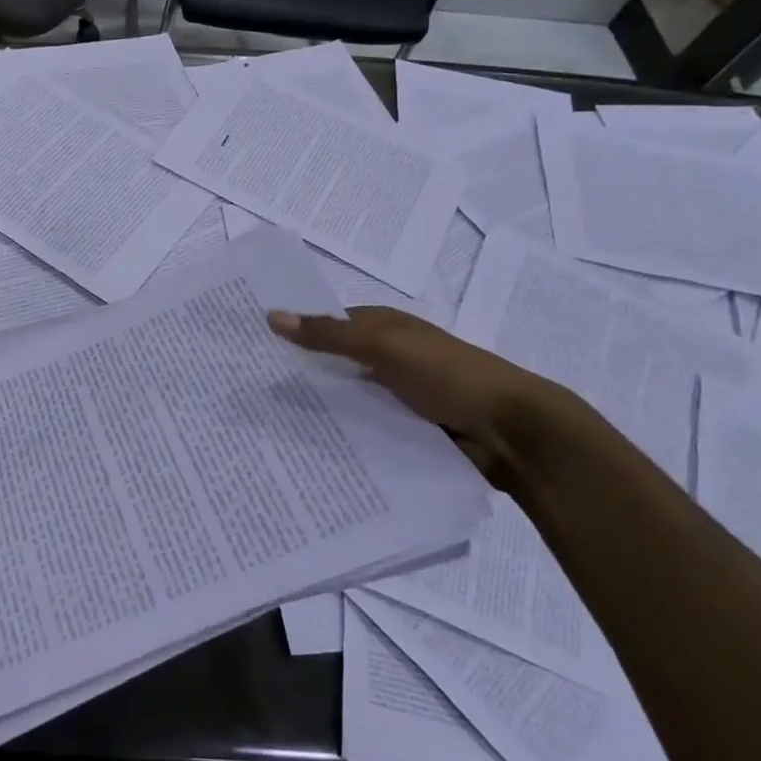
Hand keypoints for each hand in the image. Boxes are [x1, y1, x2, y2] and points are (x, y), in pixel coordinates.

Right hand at [267, 306, 562, 462]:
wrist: (512, 431)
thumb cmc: (448, 375)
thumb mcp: (384, 346)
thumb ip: (329, 334)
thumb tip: (272, 316)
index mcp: (385, 326)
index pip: (327, 323)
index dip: (294, 330)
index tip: (250, 346)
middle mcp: (388, 356)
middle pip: (334, 361)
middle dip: (299, 371)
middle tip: (248, 390)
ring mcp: (397, 393)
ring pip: (346, 396)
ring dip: (318, 405)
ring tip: (266, 422)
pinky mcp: (406, 427)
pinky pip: (363, 425)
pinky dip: (342, 431)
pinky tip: (309, 445)